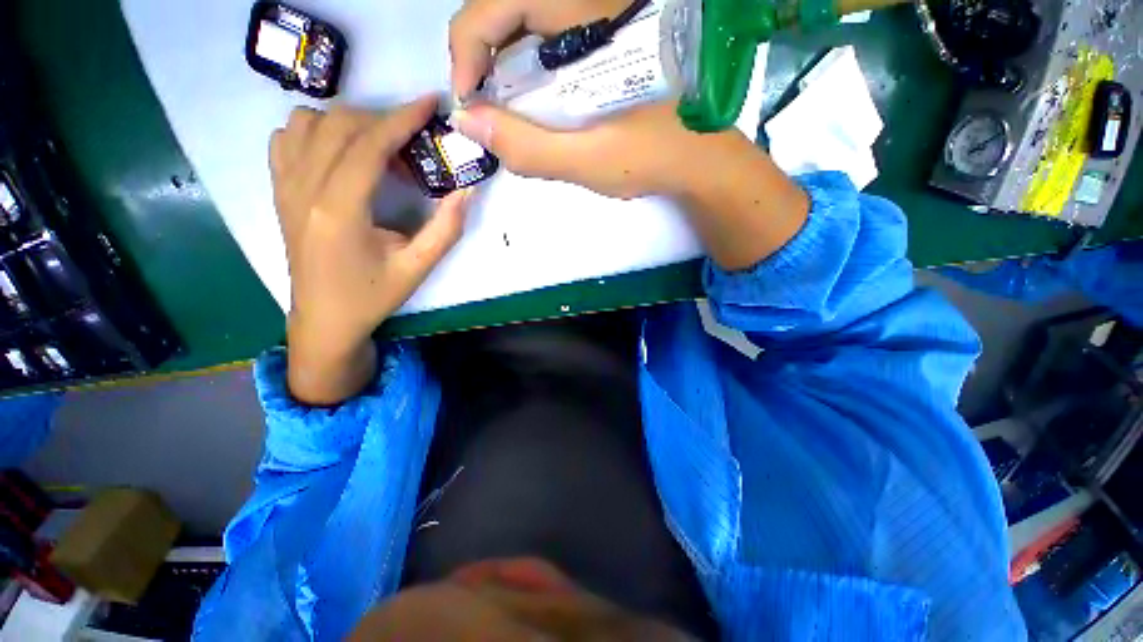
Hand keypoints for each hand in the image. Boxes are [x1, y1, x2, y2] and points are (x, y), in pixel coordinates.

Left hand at [271, 97, 468, 404]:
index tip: (430, 103)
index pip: (369, 144)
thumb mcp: (418, 267)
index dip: (402, 118)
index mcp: (338, 210)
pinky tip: (341, 154)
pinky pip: (287, 138)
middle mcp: (303, 189)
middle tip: (414, 143)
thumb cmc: (373, 296)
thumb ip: (447, 229)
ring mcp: (284, 187)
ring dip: (349, 123)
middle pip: (340, 125)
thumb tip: (468, 191)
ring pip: (308, 123)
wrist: (324, 319)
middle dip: (383, 121)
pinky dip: (316, 131)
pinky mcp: (279, 191)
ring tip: (379, 150)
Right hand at [448, 0, 809, 270]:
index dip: (467, 44)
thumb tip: (468, 122)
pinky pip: (549, 44)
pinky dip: (527, 72)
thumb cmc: (653, 158)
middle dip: (481, 56)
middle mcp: (591, 7)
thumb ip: (530, 147)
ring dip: (502, 64)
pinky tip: (532, 106)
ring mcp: (598, 24)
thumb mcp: (590, 159)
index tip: (468, 99)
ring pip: (526, 25)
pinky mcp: (603, 45)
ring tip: (503, 110)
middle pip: (508, 8)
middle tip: (482, 107)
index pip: (500, 0)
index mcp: (590, 17)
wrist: (701, 160)